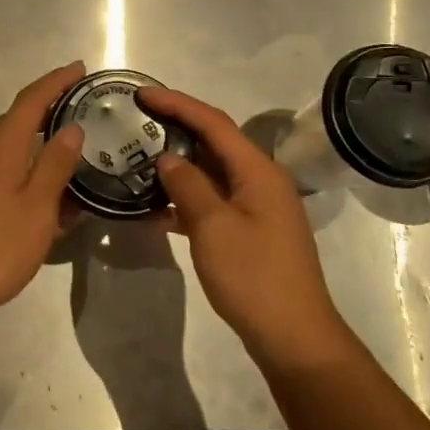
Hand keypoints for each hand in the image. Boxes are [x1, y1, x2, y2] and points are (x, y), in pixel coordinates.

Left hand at [0, 63, 85, 325]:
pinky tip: (42, 193)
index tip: (80, 68)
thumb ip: (55, 165)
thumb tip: (71, 128)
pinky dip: (24, 170)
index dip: (55, 81)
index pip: (30, 100)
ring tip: (70, 154)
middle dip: (48, 110)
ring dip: (37, 144)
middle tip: (82, 110)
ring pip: (8, 148)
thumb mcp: (37, 207)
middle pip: (16, 120)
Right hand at [138, 87, 346, 360]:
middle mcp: (260, 180)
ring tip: (138, 157)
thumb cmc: (254, 277)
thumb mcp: (213, 227)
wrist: (293, 337)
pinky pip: (213, 201)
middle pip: (214, 142)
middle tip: (136, 121)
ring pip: (211, 173)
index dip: (176, 103)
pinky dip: (185, 198)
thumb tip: (167, 159)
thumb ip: (188, 186)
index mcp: (257, 170)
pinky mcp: (249, 231)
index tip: (141, 93)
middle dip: (176, 128)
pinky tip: (155, 207)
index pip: (213, 122)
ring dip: (178, 165)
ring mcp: (256, 207)